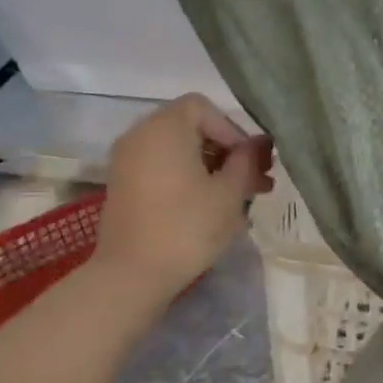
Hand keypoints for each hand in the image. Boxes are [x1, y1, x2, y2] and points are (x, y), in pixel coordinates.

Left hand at [92, 94, 273, 296]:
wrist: (132, 274)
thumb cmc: (187, 227)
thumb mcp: (229, 193)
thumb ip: (247, 162)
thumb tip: (258, 145)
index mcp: (164, 128)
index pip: (204, 108)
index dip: (232, 130)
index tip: (250, 161)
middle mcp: (140, 135)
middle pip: (191, 128)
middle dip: (227, 151)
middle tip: (257, 180)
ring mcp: (128, 161)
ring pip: (179, 151)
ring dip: (212, 167)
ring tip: (243, 196)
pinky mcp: (125, 186)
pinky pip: (163, 168)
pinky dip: (189, 177)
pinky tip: (213, 205)